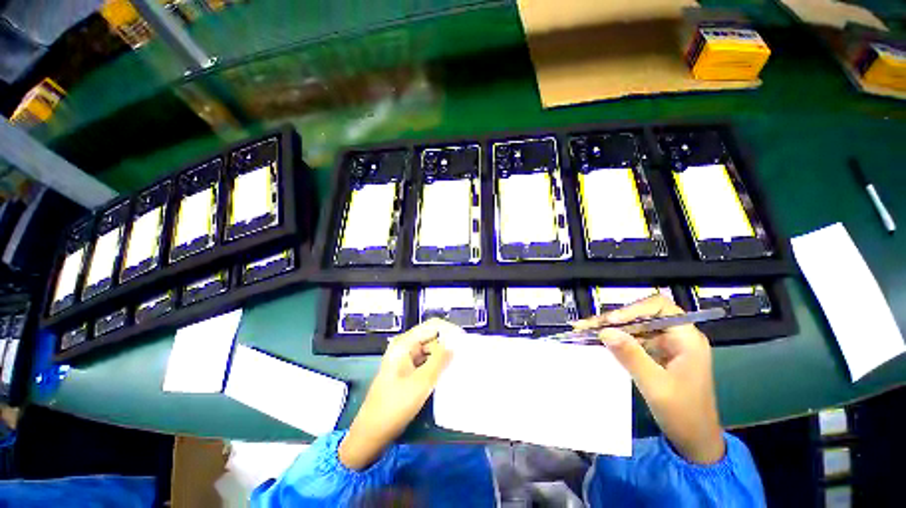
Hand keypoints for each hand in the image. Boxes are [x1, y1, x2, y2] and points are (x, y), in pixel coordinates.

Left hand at [339, 319, 457, 469]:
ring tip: (460, 365)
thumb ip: (439, 360)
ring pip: (431, 350)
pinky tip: (448, 373)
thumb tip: (455, 344)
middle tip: (465, 357)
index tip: (465, 342)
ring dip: (444, 356)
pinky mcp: (409, 370)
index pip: (433, 325)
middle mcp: (406, 346)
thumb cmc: (395, 405)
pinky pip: (427, 361)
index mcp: (405, 343)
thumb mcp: (421, 382)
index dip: (450, 330)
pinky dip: (437, 365)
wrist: (372, 432)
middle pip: (432, 337)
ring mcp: (406, 358)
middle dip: (448, 344)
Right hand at [573, 295, 724, 463]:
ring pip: (633, 326)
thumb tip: (605, 332)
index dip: (632, 309)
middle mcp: (676, 336)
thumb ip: (631, 356)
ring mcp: (665, 345)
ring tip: (584, 329)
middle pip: (641, 315)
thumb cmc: (684, 414)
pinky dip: (614, 339)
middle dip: (613, 319)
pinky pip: (632, 339)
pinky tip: (597, 339)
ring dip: (610, 328)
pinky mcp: (655, 354)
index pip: (659, 307)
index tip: (610, 321)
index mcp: (686, 338)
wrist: (695, 441)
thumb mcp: (656, 386)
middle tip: (587, 325)